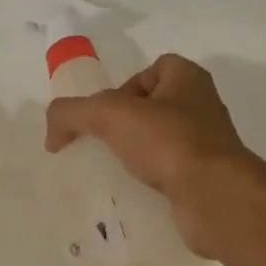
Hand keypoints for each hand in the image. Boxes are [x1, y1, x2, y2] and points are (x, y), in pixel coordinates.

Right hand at [44, 54, 265, 265]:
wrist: (214, 196)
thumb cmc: (168, 142)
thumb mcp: (108, 115)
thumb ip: (71, 113)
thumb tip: (52, 133)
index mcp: (189, 79)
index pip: (154, 69)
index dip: (126, 86)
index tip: (105, 114)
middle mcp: (203, 107)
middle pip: (156, 108)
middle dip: (128, 125)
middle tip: (103, 144)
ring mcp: (208, 146)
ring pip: (163, 143)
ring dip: (138, 155)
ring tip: (113, 171)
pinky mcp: (206, 180)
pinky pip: (171, 175)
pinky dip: (151, 182)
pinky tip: (132, 194)